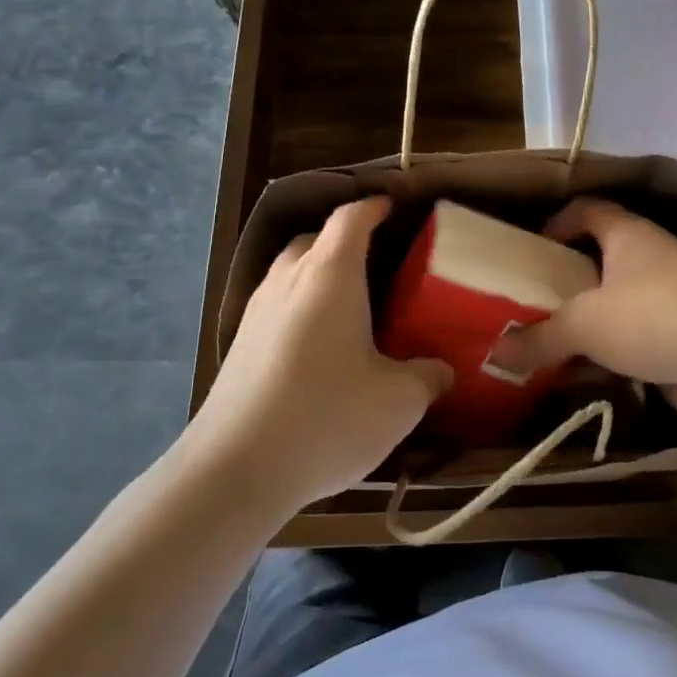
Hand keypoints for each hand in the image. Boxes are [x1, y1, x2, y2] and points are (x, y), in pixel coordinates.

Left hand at [192, 197, 451, 512]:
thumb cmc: (327, 417)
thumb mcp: (399, 400)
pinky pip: (276, 308)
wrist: (235, 470)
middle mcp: (288, 281)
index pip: (351, 218)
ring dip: (319, 276)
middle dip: (344, 241)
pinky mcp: (238, 348)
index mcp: (330, 275)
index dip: (374, 206)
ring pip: (290, 274)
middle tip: (379, 262)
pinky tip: (319, 347)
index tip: (393, 206)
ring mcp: (256, 313)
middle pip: (314, 240)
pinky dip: (300, 309)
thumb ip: (428, 376)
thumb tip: (442, 370)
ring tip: (351, 305)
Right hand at [497, 198, 676, 425]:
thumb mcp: (584, 325)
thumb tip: (496, 353)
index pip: (588, 210)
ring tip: (545, 341)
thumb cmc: (653, 317)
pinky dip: (607, 352)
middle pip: (599, 259)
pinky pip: (633, 338)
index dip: (557, 223)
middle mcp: (650, 257)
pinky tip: (580, 374)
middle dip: (565, 280)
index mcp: (628, 235)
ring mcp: (670, 297)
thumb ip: (539, 339)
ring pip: (616, 303)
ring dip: (586, 322)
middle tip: (529, 301)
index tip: (531, 250)